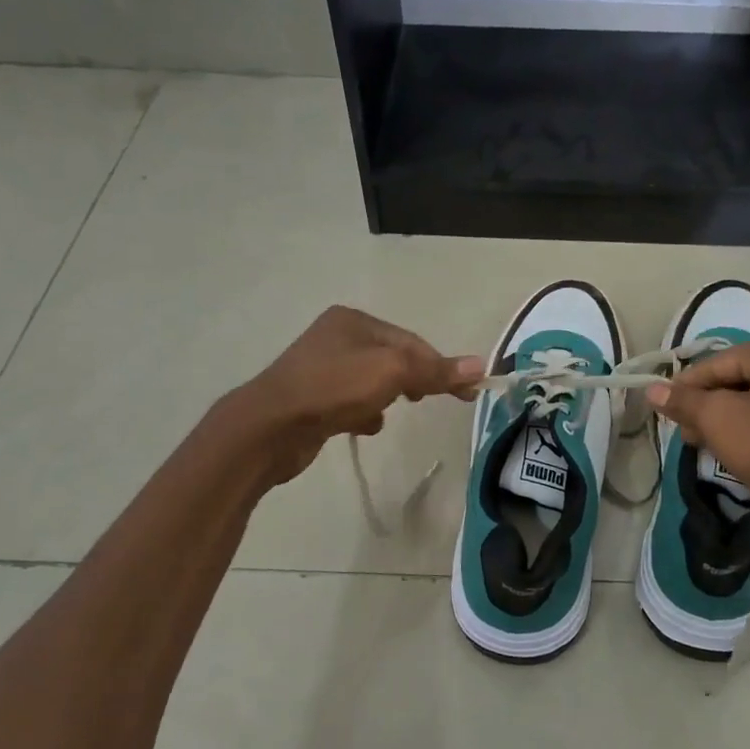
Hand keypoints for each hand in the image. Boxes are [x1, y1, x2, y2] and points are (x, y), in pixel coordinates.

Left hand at [223, 306, 483, 486]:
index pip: (411, 341)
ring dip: (387, 397)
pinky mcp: (312, 400)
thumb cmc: (334, 388)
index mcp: (354, 320)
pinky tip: (364, 427)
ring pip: (372, 381)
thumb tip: (480, 365)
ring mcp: (321, 369)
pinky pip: (351, 402)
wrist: (269, 428)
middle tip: (428, 400)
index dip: (440, 365)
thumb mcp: (393, 372)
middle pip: (393, 359)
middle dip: (413, 380)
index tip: (467, 392)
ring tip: (390, 411)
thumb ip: (435, 369)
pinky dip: (363, 413)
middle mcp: (336, 337)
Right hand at [646, 326, 749, 544]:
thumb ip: (683, 402)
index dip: (686, 390)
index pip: (718, 363)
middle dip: (715, 406)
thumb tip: (653, 390)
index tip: (668, 416)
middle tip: (694, 438)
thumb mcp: (721, 424)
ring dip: (739, 416)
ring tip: (720, 447)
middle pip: (745, 376)